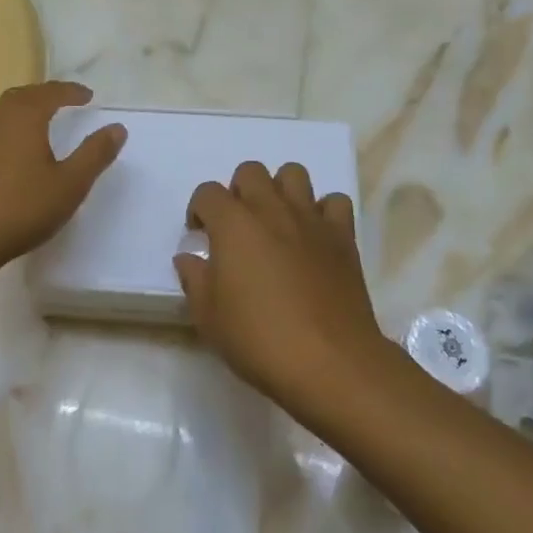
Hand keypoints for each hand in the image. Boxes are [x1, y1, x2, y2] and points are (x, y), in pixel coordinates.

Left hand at [0, 81, 126, 277]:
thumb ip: (95, 154)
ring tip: (42, 123)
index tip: (88, 96)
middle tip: (64, 101)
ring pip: (4, 114)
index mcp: (24, 117)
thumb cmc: (20, 208)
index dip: (71, 92)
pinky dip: (11, 131)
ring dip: (25, 111)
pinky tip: (15, 154)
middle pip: (23, 96)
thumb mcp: (69, 184)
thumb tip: (117, 127)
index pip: (51, 92)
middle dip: (45, 95)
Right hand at [175, 162, 391, 413]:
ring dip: (280, 190)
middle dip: (238, 191)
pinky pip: (334, 202)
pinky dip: (322, 211)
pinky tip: (314, 236)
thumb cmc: (259, 339)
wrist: (329, 361)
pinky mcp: (342, 236)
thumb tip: (189, 258)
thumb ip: (195, 279)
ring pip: (294, 173)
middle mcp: (271, 209)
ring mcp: (310, 219)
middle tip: (237, 227)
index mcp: (233, 224)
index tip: (200, 236)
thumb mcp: (209, 317)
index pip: (207, 192)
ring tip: (276, 223)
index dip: (198, 210)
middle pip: (250, 171)